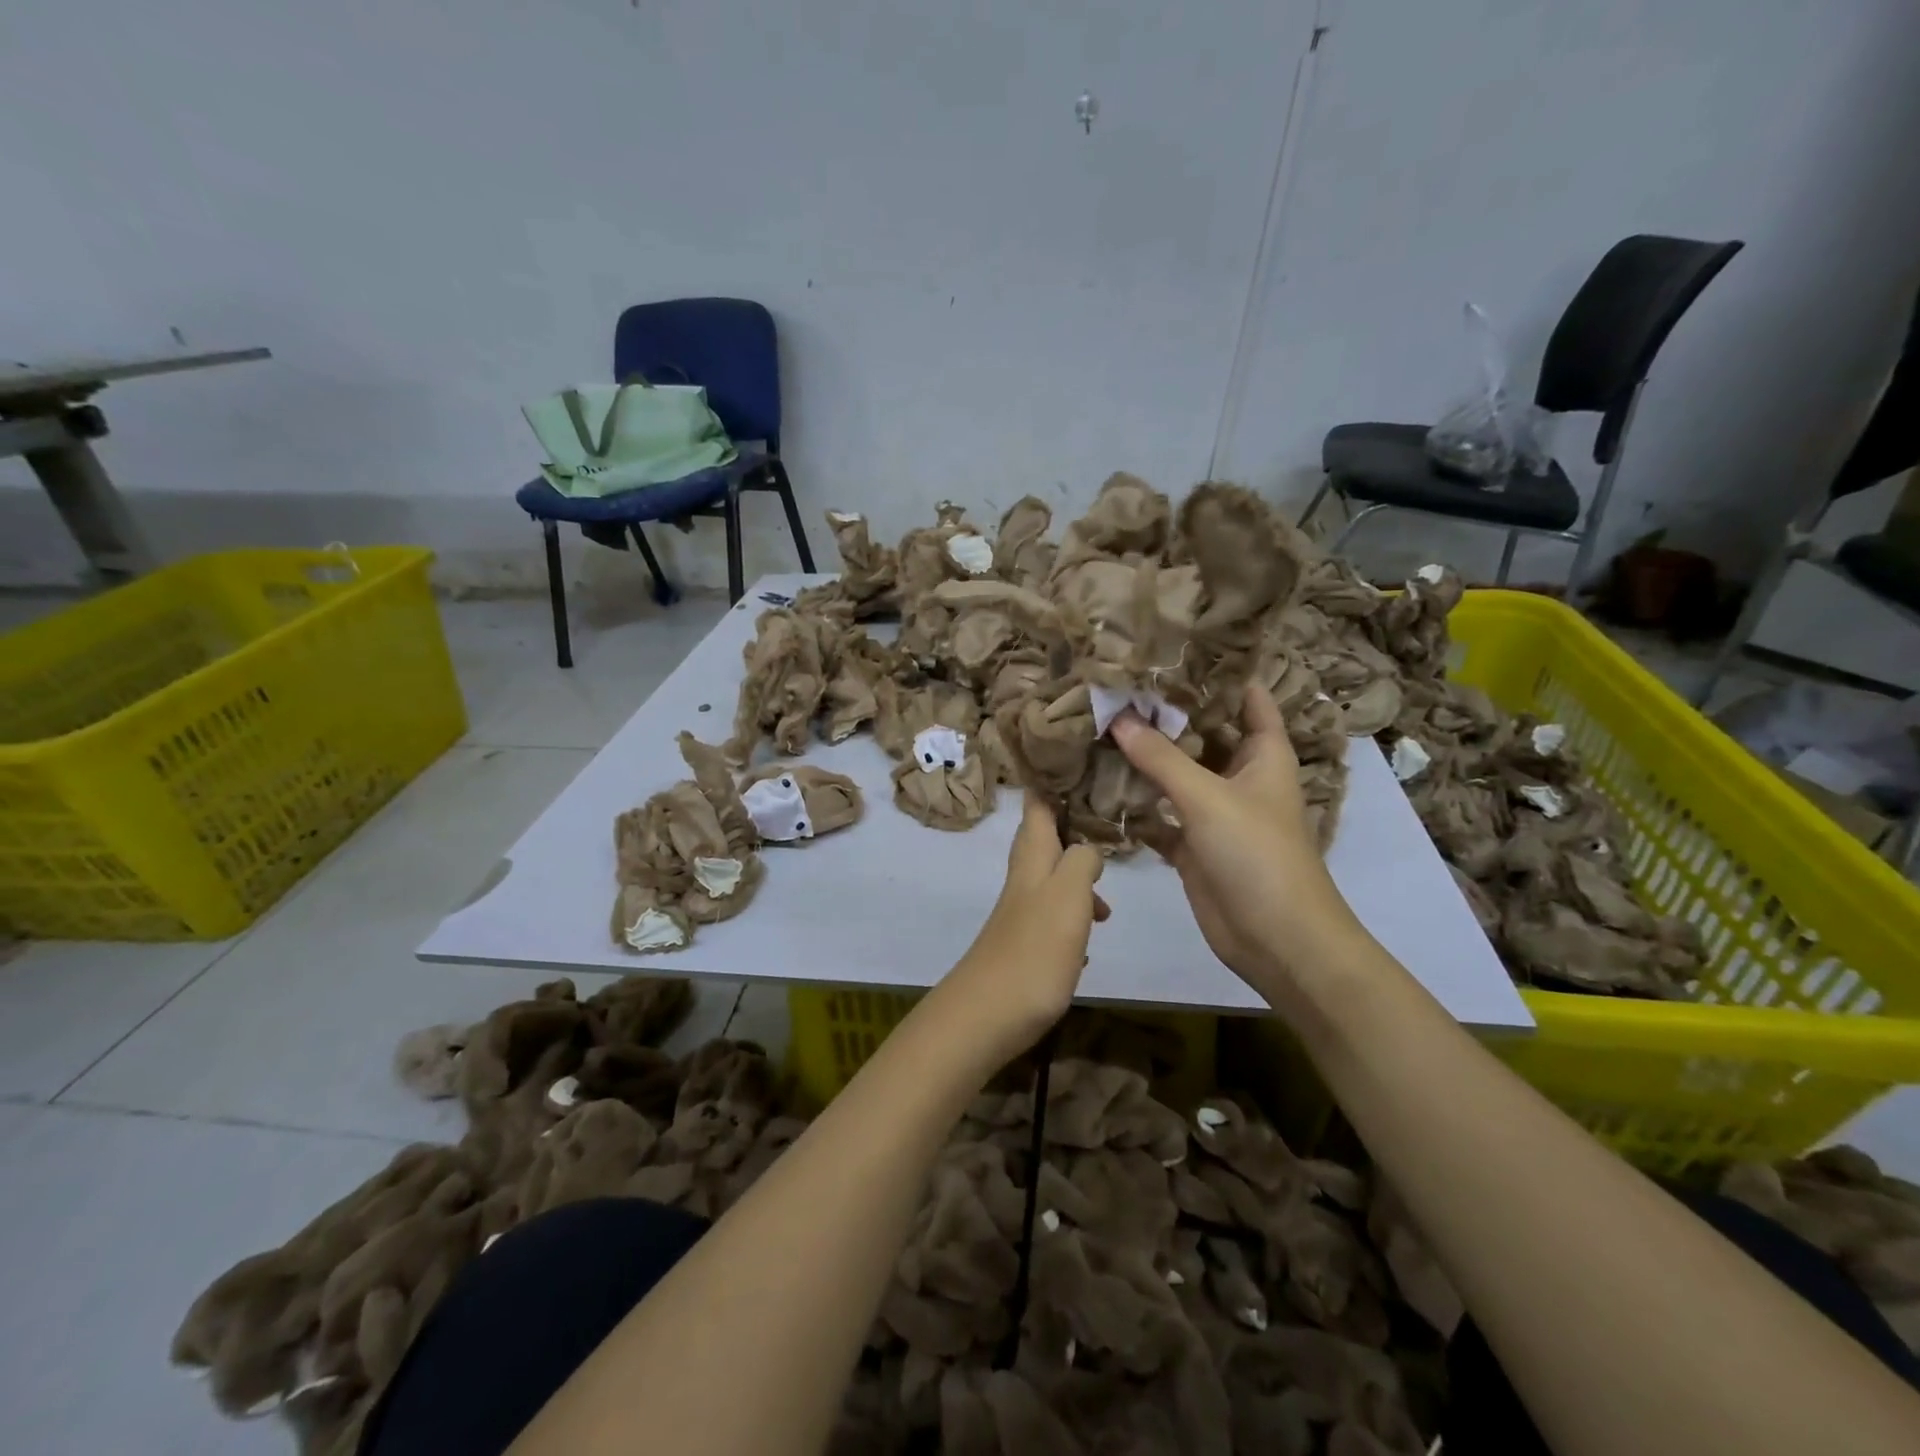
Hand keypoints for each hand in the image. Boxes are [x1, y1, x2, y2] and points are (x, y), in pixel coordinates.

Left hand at [937, 793, 1106, 1065]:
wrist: (987, 1016)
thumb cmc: (1033, 950)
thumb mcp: (1067, 894)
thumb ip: (1081, 860)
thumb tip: (1089, 848)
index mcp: (1032, 859)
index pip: (1037, 805)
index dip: (1050, 780)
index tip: (1073, 760)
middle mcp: (1023, 880)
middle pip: (1044, 840)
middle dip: (1070, 828)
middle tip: (1103, 821)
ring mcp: (1021, 913)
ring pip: (1052, 880)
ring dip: (1078, 879)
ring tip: (1107, 903)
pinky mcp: (1025, 946)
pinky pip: (1054, 918)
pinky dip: (1074, 917)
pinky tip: (1089, 939)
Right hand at [1110, 683, 1359, 994]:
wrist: (1276, 939)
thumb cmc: (1257, 854)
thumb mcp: (1208, 798)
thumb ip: (1161, 757)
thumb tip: (1117, 717)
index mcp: (1263, 754)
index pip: (1247, 698)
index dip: (1218, 672)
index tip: (1174, 648)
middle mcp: (1239, 776)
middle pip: (1202, 733)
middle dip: (1166, 713)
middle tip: (1118, 684)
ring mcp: (1214, 811)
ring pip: (1176, 773)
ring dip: (1146, 757)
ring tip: (1100, 722)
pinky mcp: (1192, 843)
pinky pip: (1159, 813)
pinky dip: (1136, 802)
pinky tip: (1099, 783)